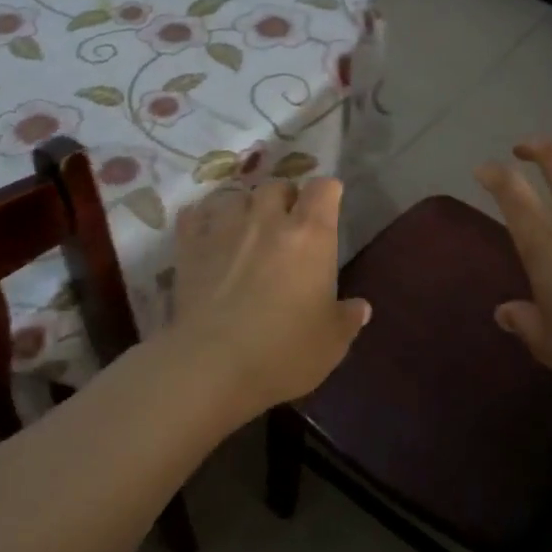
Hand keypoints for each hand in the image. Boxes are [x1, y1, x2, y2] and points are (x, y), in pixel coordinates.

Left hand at [169, 178, 370, 417]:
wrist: (213, 365)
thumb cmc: (284, 350)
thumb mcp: (332, 342)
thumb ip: (348, 318)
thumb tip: (360, 307)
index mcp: (311, 234)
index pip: (323, 188)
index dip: (328, 193)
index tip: (329, 205)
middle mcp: (268, 219)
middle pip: (277, 186)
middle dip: (285, 198)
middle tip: (287, 222)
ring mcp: (225, 228)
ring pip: (236, 196)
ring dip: (245, 207)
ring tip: (246, 229)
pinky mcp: (190, 246)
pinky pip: (195, 215)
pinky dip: (203, 219)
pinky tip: (207, 234)